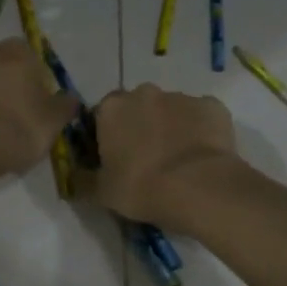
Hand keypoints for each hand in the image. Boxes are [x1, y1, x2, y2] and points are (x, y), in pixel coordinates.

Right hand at [86, 85, 242, 234]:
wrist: (198, 187)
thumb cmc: (141, 188)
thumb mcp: (102, 192)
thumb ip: (84, 180)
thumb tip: (74, 178)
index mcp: (112, 108)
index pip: (102, 115)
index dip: (108, 136)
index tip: (115, 158)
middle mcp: (144, 93)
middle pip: (138, 107)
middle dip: (140, 126)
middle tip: (147, 159)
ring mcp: (181, 97)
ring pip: (171, 110)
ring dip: (171, 127)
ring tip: (179, 161)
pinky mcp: (212, 106)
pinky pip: (201, 116)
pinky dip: (200, 130)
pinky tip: (203, 156)